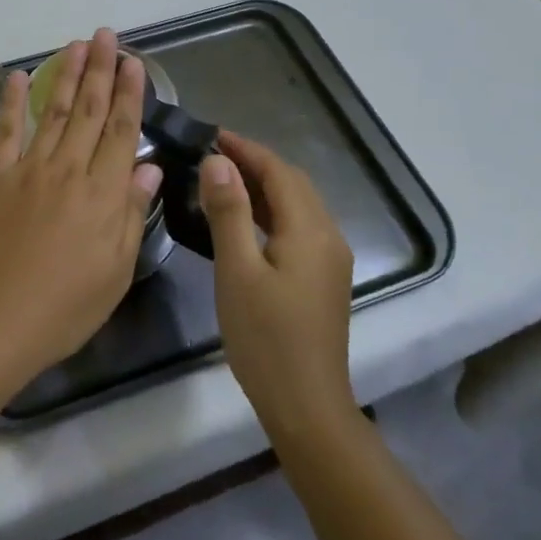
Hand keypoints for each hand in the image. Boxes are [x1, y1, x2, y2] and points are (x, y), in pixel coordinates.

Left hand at [0, 28, 163, 382]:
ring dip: (65, 75)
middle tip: (106, 35)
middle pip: (88, 110)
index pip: (121, 131)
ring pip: (52, 111)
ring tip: (75, 44)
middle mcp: (68, 170)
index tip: (135, 63)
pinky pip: (6, 131)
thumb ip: (131, 214)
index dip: (129, 94)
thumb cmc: (65, 306)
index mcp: (102, 194)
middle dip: (100, 69)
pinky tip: (20, 75)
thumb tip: (150, 169)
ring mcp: (28, 169)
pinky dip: (12, 100)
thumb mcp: (115, 270)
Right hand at [201, 131, 358, 441]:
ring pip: (297, 205)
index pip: (279, 171)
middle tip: (211, 153)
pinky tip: (244, 220)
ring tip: (221, 178)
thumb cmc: (265, 337)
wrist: (306, 406)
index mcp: (310, 230)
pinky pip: (298, 227)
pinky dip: (270, 211)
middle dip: (255, 162)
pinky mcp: (323, 279)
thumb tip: (218, 162)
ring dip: (263, 186)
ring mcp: (330, 260)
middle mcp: (328, 237)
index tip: (211, 133)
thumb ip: (229, 211)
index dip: (246, 148)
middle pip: (293, 184)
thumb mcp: (237, 270)